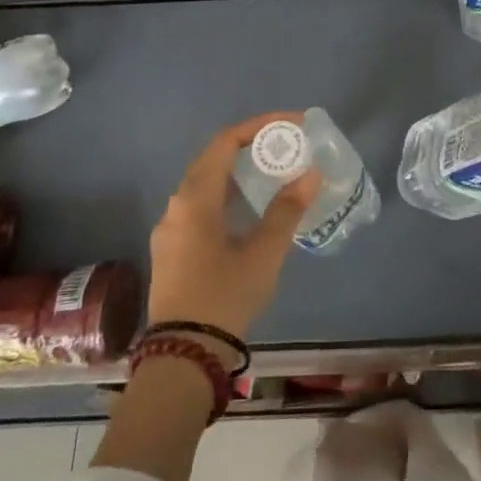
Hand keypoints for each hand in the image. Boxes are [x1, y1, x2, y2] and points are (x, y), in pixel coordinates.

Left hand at [146, 112, 319, 344]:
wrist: (183, 356)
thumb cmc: (224, 297)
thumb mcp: (263, 253)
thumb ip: (287, 210)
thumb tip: (310, 174)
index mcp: (195, 199)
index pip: (226, 142)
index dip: (259, 126)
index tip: (292, 125)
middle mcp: (176, 206)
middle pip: (213, 159)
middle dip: (251, 147)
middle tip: (287, 147)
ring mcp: (170, 230)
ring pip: (206, 185)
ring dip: (239, 173)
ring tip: (274, 174)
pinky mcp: (172, 250)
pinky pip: (201, 206)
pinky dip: (228, 196)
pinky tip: (250, 210)